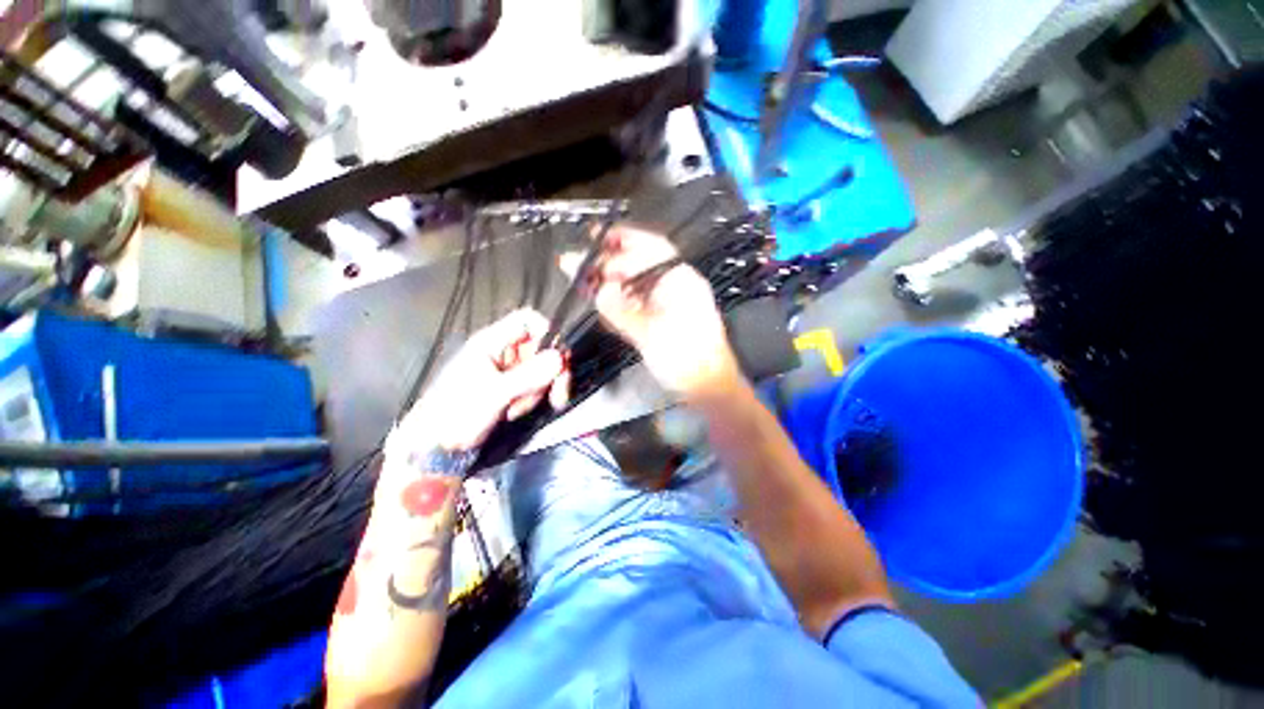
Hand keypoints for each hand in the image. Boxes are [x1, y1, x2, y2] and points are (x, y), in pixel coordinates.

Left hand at [395, 309, 570, 451]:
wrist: (438, 446)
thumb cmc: (457, 414)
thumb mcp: (495, 394)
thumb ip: (529, 375)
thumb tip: (560, 358)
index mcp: (492, 342)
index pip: (527, 320)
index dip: (546, 332)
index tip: (557, 356)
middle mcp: (504, 351)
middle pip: (542, 347)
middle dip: (550, 372)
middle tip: (557, 395)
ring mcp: (509, 369)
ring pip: (542, 369)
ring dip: (538, 391)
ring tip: (515, 410)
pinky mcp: (513, 386)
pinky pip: (536, 385)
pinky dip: (533, 398)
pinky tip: (515, 412)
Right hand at [566, 225, 739, 397]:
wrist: (707, 388)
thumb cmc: (685, 358)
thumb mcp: (650, 334)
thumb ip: (621, 311)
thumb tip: (599, 292)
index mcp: (679, 280)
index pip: (649, 249)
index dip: (622, 241)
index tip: (595, 240)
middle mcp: (674, 286)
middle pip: (639, 265)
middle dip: (609, 262)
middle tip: (579, 263)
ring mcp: (668, 303)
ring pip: (635, 285)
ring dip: (610, 282)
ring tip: (583, 281)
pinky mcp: (662, 320)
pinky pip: (637, 303)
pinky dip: (618, 301)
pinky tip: (601, 301)